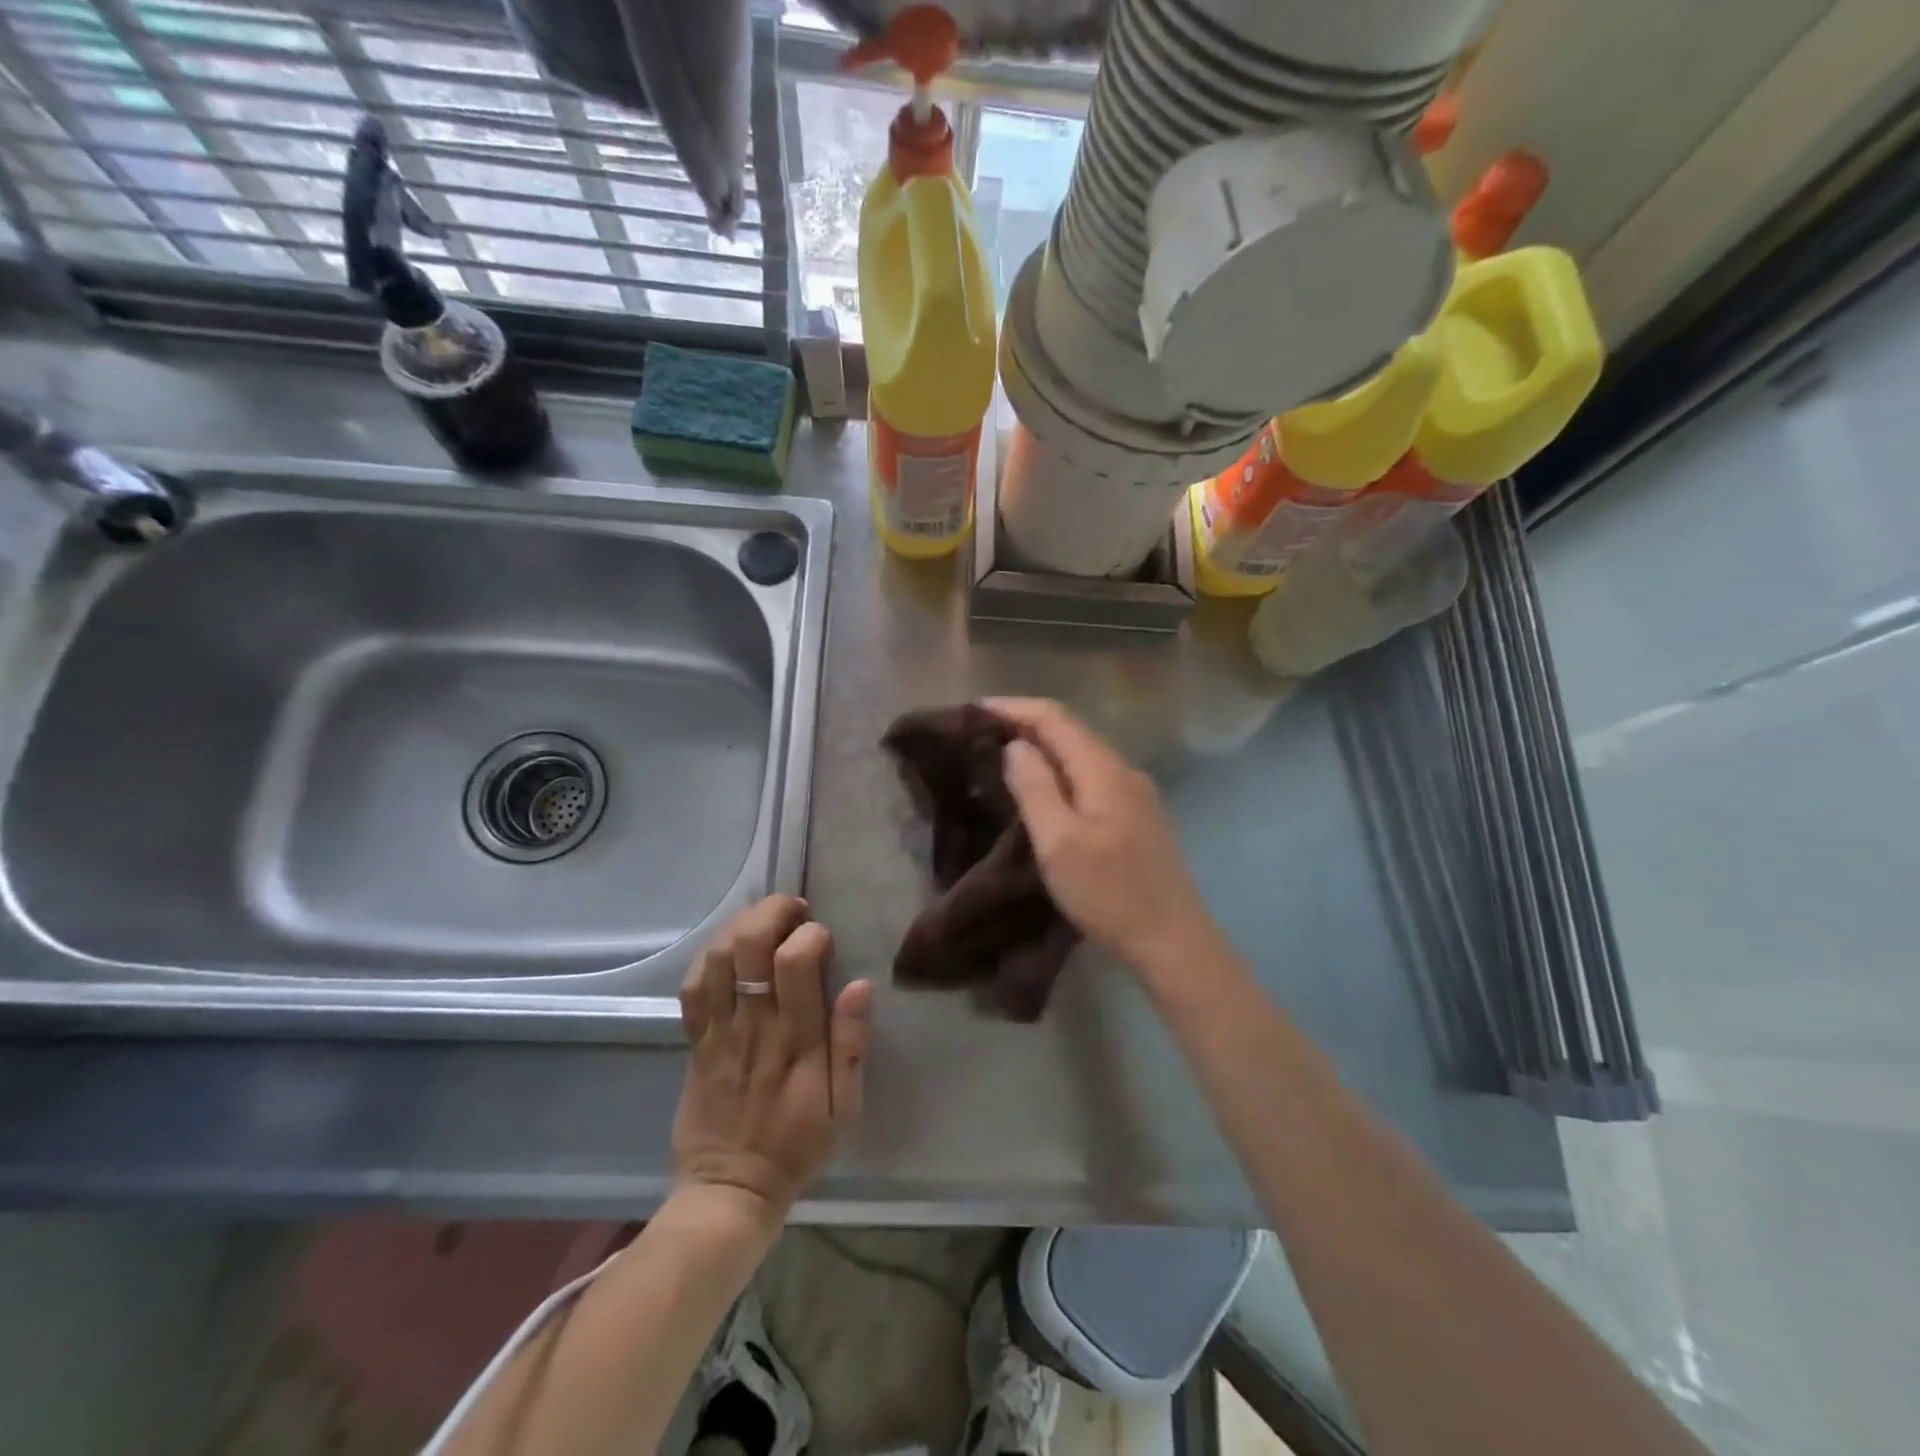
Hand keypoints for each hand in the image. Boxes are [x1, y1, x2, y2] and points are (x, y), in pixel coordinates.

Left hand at [673, 895, 871, 1223]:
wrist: (731, 1189)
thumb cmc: (797, 1146)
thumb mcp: (845, 1108)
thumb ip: (852, 1045)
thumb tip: (860, 984)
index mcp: (795, 1041)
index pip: (795, 963)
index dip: (811, 934)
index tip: (824, 938)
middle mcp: (753, 1026)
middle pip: (749, 946)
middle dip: (773, 912)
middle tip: (795, 911)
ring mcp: (718, 1031)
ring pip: (717, 957)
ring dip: (742, 926)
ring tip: (765, 923)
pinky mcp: (695, 1041)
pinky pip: (693, 987)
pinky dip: (709, 956)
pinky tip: (730, 950)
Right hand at [990, 697, 1223, 976]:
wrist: (1173, 940)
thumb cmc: (1109, 893)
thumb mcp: (1059, 842)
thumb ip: (1035, 788)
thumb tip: (1016, 746)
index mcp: (1104, 770)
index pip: (1054, 718)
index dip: (1014, 708)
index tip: (974, 711)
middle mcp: (1124, 770)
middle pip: (1070, 731)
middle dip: (1026, 725)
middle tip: (982, 735)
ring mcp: (1136, 793)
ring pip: (1082, 755)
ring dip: (1044, 749)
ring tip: (1005, 759)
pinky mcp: (1138, 816)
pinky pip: (1092, 778)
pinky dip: (1061, 772)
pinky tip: (1045, 790)